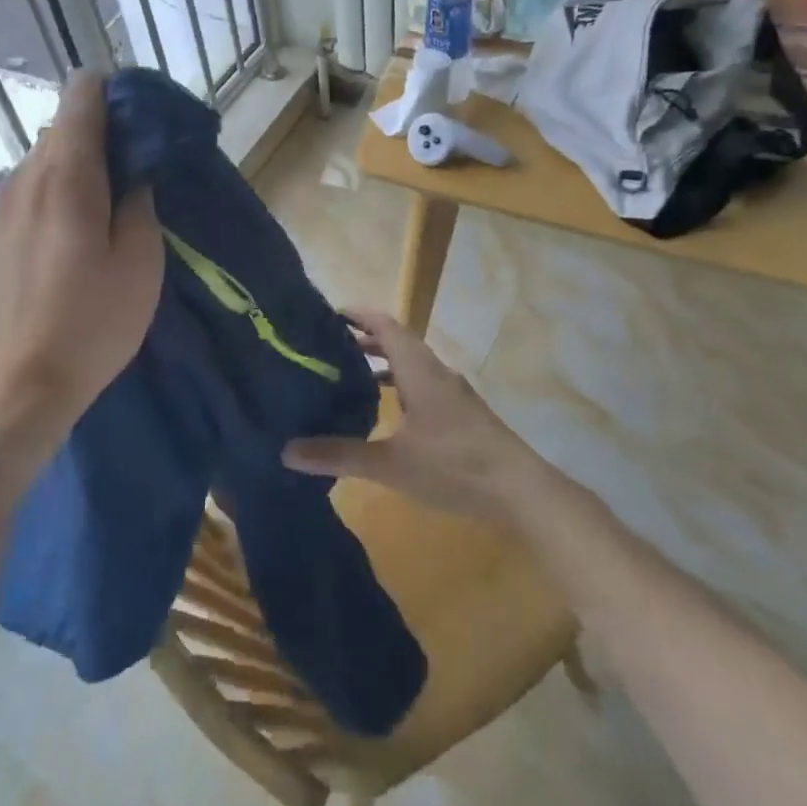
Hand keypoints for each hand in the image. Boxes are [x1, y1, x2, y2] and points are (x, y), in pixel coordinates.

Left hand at [0, 72, 162, 470]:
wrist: (24, 386)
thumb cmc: (94, 322)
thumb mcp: (141, 259)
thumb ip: (140, 198)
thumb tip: (137, 165)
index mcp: (65, 174)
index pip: (82, 94)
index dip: (118, 93)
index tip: (149, 121)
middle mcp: (26, 175)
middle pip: (67, 124)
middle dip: (108, 131)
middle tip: (146, 169)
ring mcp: (5, 203)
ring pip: (50, 155)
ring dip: (87, 162)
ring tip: (120, 201)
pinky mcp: (0, 230)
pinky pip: (36, 184)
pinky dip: (66, 186)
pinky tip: (86, 228)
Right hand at [281, 310, 545, 521]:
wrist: (520, 491)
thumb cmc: (454, 465)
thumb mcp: (391, 463)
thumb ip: (340, 454)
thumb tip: (286, 451)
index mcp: (419, 369)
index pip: (385, 324)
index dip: (357, 315)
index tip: (327, 314)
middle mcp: (436, 372)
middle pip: (397, 341)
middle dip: (363, 340)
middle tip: (326, 347)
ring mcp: (453, 393)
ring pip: (411, 365)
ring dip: (382, 364)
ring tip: (348, 376)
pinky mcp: (462, 414)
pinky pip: (422, 385)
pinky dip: (399, 386)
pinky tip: (386, 413)